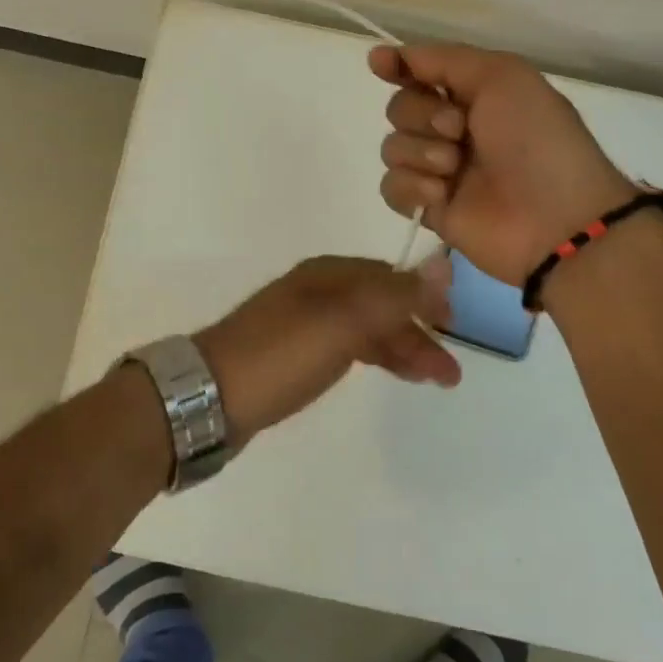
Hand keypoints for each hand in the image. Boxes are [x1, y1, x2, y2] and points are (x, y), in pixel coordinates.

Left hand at [193, 255, 457, 441]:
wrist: (208, 397)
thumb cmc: (280, 355)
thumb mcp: (343, 321)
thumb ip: (394, 296)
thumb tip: (443, 264)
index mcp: (327, 274)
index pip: (389, 276)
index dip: (424, 297)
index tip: (454, 325)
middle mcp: (317, 292)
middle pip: (380, 304)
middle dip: (417, 332)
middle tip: (449, 372)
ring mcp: (303, 323)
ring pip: (366, 328)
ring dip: (401, 348)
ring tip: (434, 380)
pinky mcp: (293, 354)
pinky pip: (347, 347)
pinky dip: (375, 356)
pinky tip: (389, 371)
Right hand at [370, 43, 635, 285]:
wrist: (554, 218)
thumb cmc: (535, 139)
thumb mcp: (502, 76)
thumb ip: (442, 60)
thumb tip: (383, 55)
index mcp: (475, 95)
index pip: (421, 73)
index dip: (398, 67)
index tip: (380, 63)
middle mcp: (454, 129)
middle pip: (399, 108)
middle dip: (421, 114)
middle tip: (457, 130)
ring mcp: (440, 170)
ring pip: (392, 147)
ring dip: (421, 152)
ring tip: (454, 168)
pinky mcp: (429, 207)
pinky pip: (392, 186)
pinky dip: (412, 187)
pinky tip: (441, 195)